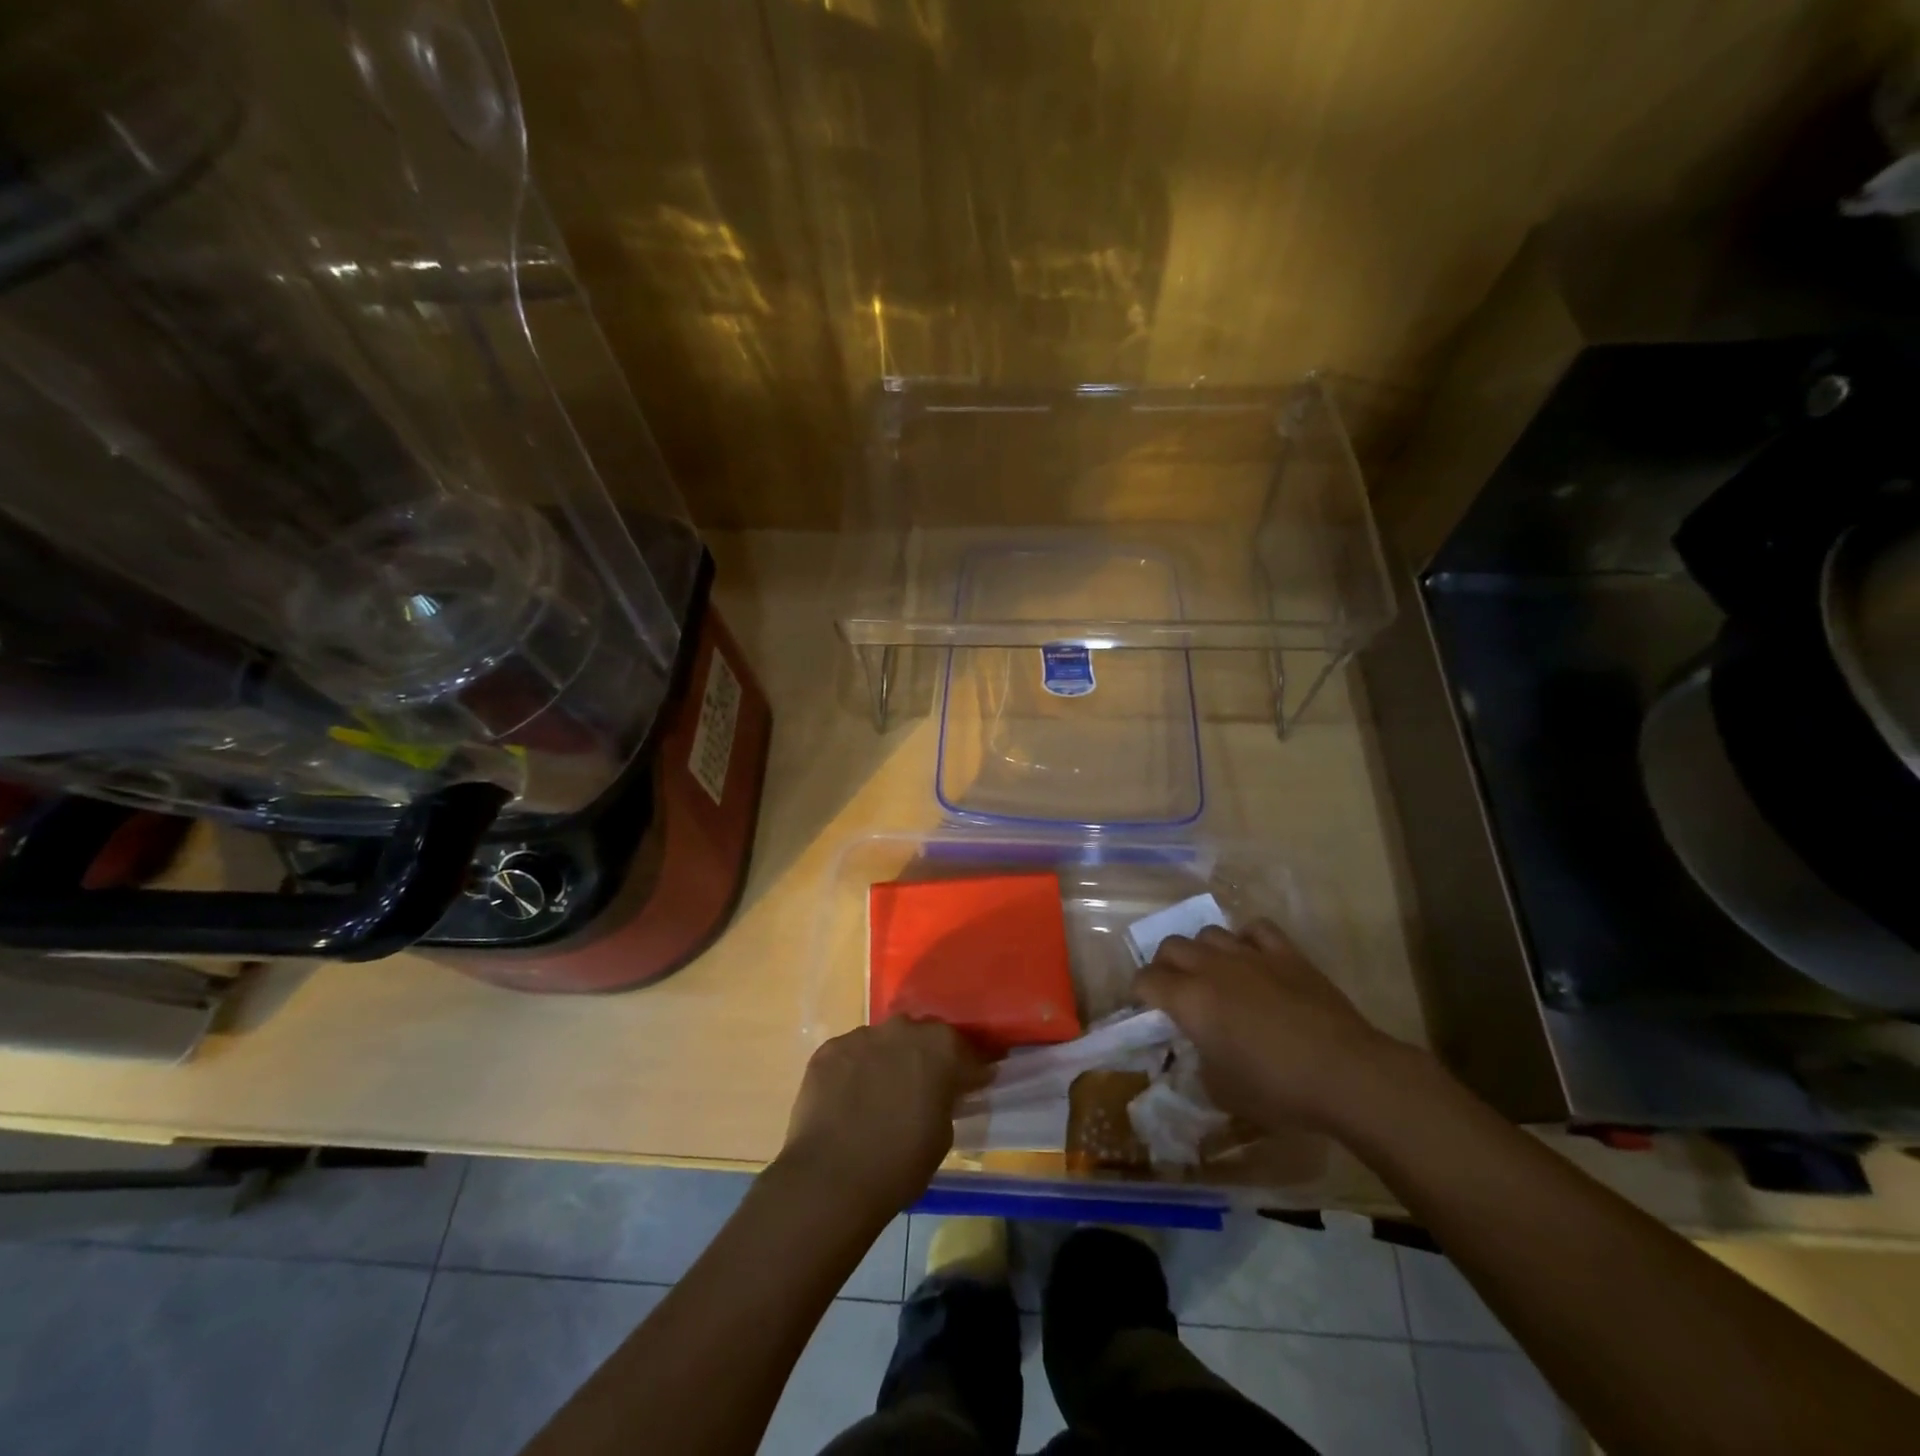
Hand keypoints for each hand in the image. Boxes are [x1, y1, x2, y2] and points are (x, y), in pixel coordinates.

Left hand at [777, 1017, 990, 1216]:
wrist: (831, 1178)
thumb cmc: (900, 1164)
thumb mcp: (943, 1136)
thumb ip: (945, 1101)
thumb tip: (941, 1093)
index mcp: (941, 1047)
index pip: (965, 1052)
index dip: (967, 1071)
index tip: (967, 1087)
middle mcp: (903, 1029)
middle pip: (921, 1038)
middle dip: (924, 1058)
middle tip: (920, 1089)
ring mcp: (862, 1035)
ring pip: (883, 1043)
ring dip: (886, 1061)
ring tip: (878, 1096)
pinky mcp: (829, 1049)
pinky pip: (850, 1055)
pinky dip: (853, 1071)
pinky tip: (847, 1100)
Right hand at [1135, 919, 1407, 1134]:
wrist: (1345, 1074)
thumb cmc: (1277, 1089)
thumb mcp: (1221, 1090)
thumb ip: (1199, 1063)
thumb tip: (1199, 1052)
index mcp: (1189, 1000)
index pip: (1145, 980)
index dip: (1140, 993)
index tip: (1148, 1009)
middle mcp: (1212, 967)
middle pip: (1172, 946)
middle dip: (1166, 965)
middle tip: (1178, 991)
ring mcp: (1250, 955)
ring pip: (1210, 933)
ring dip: (1203, 951)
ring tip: (1215, 974)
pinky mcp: (1286, 953)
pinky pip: (1255, 929)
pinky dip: (1247, 940)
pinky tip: (1253, 959)